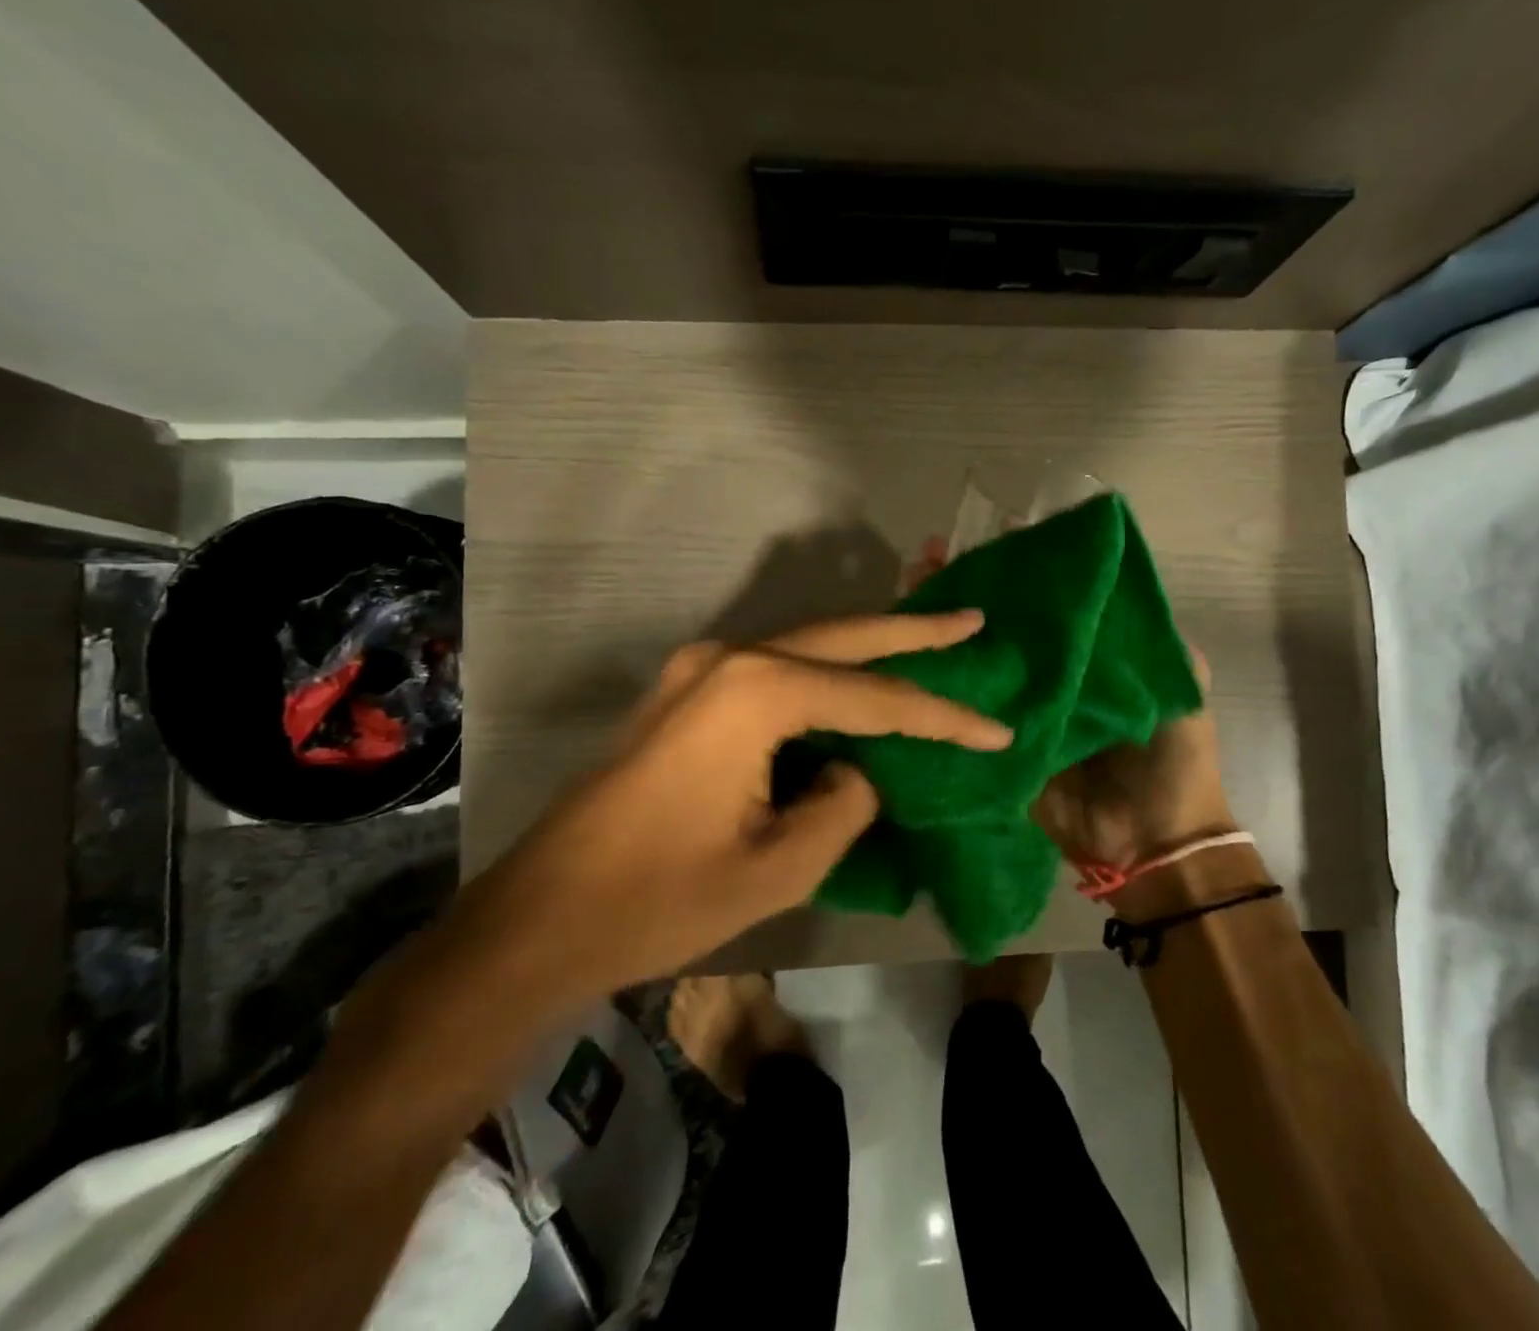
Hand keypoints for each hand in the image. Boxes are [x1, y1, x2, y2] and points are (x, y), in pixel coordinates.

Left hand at [461, 611, 1012, 1013]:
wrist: (539, 917)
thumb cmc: (660, 898)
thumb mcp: (780, 864)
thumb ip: (844, 802)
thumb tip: (855, 771)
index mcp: (756, 692)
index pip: (875, 699)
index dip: (942, 718)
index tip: (998, 734)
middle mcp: (728, 659)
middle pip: (843, 637)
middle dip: (913, 635)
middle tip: (973, 621)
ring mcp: (698, 669)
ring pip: (807, 646)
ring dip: (867, 649)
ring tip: (929, 646)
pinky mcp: (684, 692)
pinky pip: (773, 670)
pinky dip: (824, 675)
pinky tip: (855, 685)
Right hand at [903, 536, 1233, 871]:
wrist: (1152, 841)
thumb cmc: (1172, 758)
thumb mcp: (1177, 686)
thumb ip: (1151, 640)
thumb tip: (1110, 581)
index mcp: (1085, 659)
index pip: (1044, 606)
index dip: (1017, 573)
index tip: (987, 540)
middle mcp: (1045, 679)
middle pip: (999, 629)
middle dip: (964, 593)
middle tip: (927, 560)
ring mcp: (1015, 713)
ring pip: (973, 665)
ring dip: (939, 631)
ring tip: (908, 588)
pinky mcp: (992, 747)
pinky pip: (961, 716)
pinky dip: (934, 690)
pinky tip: (902, 658)